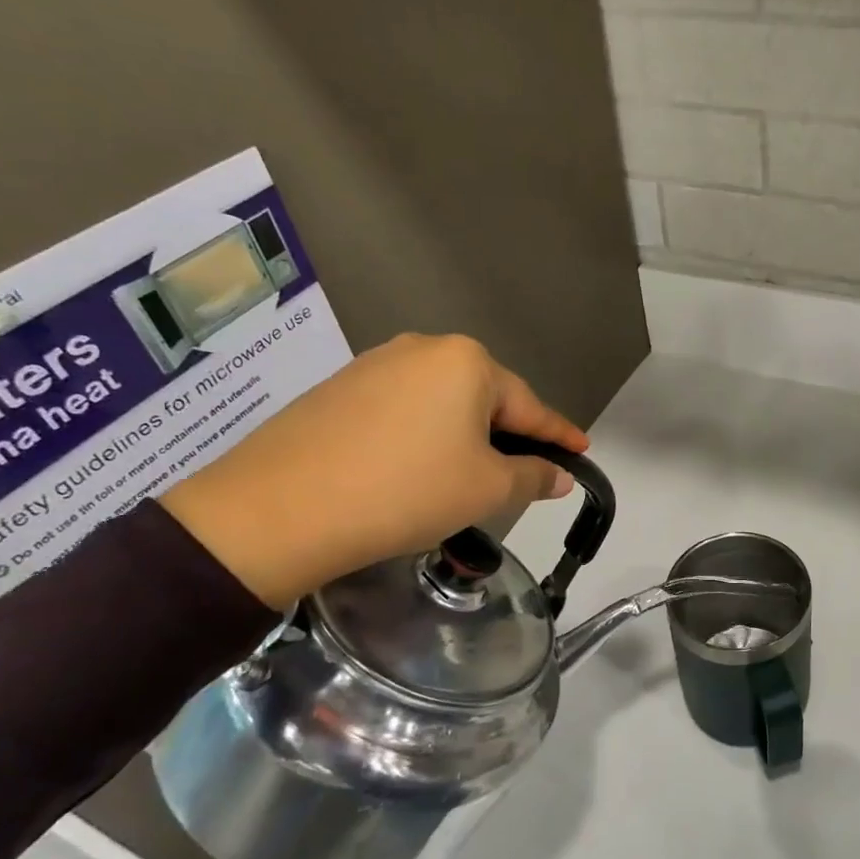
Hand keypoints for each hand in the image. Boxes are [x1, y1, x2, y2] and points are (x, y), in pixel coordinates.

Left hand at [160, 334, 587, 608]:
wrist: (277, 509)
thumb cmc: (406, 491)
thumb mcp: (486, 489)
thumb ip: (533, 476)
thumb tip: (558, 475)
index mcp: (467, 363)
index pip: (530, 406)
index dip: (559, 435)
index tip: (582, 452)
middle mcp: (423, 349)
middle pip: (485, 399)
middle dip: (508, 436)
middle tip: (522, 474)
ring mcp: (374, 365)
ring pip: (442, 404)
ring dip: (463, 437)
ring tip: (466, 476)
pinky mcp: (338, 389)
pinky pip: (403, 410)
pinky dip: (423, 437)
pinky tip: (415, 468)